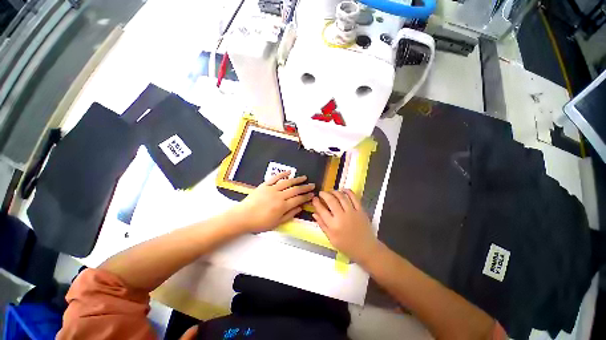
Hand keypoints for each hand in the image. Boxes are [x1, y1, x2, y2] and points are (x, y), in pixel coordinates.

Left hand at [232, 171, 314, 232]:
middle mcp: (279, 196)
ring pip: (287, 182)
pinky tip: (289, 172)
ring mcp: (272, 189)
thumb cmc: (260, 222)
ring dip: (297, 179)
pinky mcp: (265, 185)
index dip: (306, 197)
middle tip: (312, 185)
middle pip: (295, 190)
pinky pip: (275, 178)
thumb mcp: (276, 223)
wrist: (243, 217)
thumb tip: (300, 208)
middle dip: (305, 187)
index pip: (298, 199)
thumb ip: (290, 215)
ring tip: (304, 177)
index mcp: (282, 206)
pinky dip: (282, 174)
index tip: (312, 194)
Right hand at [312, 189, 378, 263]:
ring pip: (342, 197)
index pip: (322, 210)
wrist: (366, 248)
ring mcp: (352, 212)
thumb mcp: (331, 238)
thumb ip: (322, 225)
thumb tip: (314, 214)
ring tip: (331, 191)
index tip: (314, 199)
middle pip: (331, 200)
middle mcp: (342, 217)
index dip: (316, 203)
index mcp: (333, 226)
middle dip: (324, 194)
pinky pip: (354, 197)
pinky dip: (348, 191)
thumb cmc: (346, 245)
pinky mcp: (361, 210)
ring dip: (335, 192)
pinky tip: (343, 190)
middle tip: (321, 193)